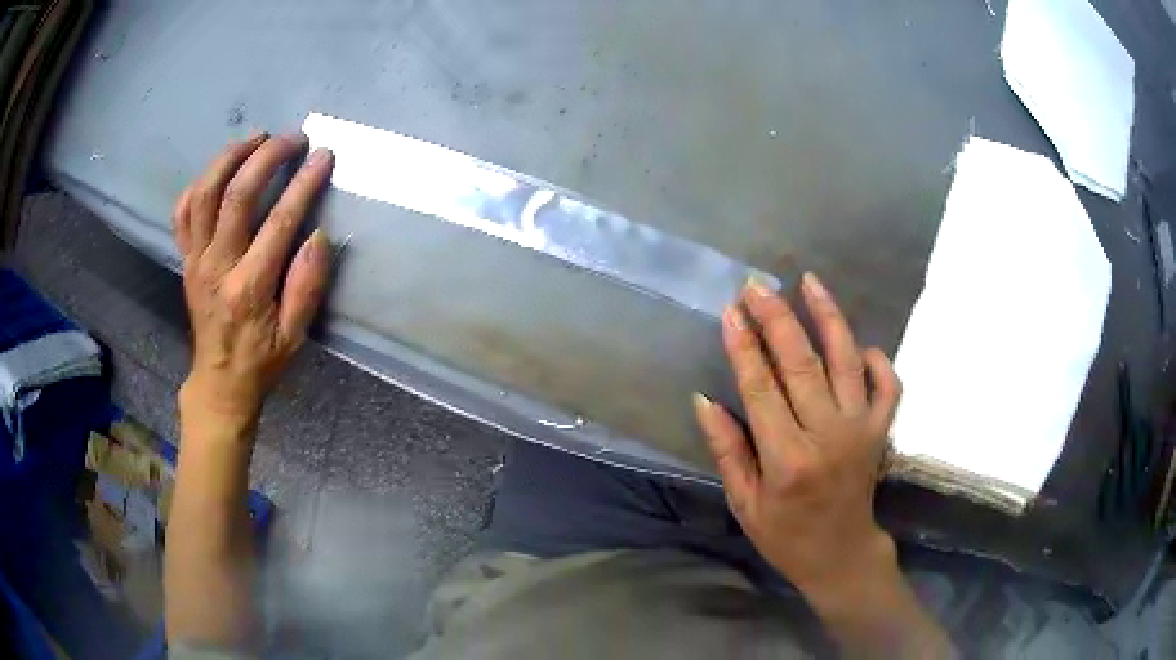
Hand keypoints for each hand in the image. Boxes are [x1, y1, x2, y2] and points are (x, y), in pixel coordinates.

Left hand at [173, 133, 333, 429]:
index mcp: (249, 288)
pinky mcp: (185, 259)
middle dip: (267, 156)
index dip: (304, 183)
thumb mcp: (295, 335)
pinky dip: (198, 184)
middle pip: (236, 194)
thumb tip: (318, 235)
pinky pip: (183, 212)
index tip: (323, 155)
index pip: (279, 221)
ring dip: (230, 158)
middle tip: (293, 139)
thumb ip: (307, 286)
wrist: (219, 380)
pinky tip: (218, 172)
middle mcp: (217, 266)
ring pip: (204, 193)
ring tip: (256, 139)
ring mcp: (196, 260)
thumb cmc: (261, 359)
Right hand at [693, 273, 900, 601]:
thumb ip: (727, 450)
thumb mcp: (743, 502)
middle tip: (757, 285)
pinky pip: (887, 384)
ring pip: (846, 361)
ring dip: (828, 317)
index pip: (761, 389)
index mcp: (787, 459)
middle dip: (777, 318)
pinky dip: (876, 358)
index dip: (744, 347)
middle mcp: (828, 436)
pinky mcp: (881, 429)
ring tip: (810, 282)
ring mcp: (861, 429)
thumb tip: (704, 400)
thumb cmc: (784, 534)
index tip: (731, 311)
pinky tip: (858, 343)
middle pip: (802, 364)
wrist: (840, 552)